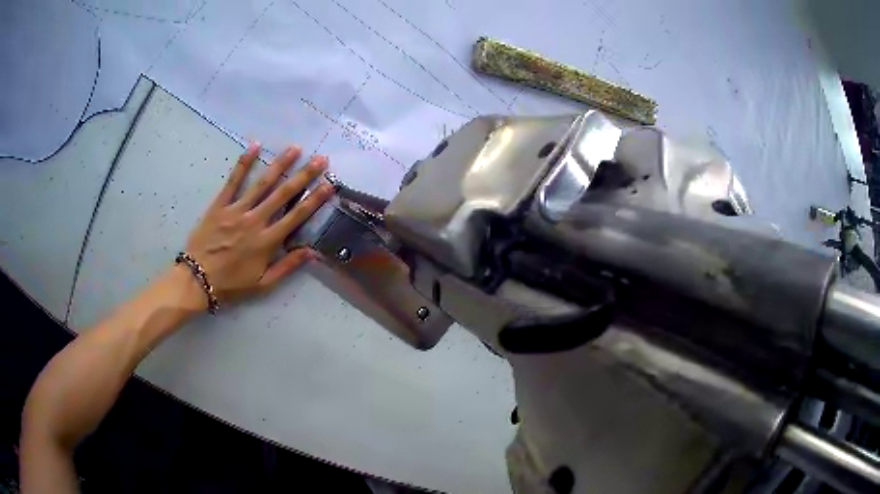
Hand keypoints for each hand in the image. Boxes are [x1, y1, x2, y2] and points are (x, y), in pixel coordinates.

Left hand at [182, 142, 334, 305]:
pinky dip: (244, 163)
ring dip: (280, 164)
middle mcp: (255, 221)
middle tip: (321, 159)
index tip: (330, 184)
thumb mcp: (263, 285)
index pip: (296, 216)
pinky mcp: (219, 205)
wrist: (197, 280)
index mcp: (267, 242)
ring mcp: (236, 210)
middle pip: (283, 194)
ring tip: (295, 148)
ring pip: (262, 183)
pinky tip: (254, 146)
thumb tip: (312, 252)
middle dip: (304, 175)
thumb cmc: (231, 285)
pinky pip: (233, 181)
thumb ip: (287, 267)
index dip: (315, 200)